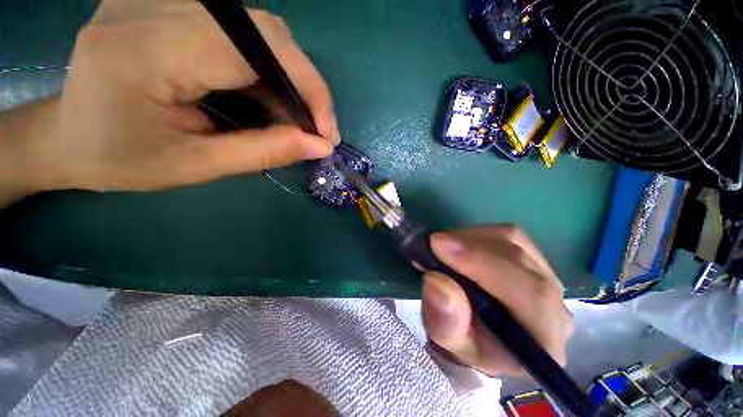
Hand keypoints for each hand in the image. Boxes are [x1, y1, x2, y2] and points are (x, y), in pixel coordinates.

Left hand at [4, 1, 337, 194]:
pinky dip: (266, 67)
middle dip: (304, 85)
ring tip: (290, 118)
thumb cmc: (121, 160)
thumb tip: (319, 146)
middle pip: (265, 32)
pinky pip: (240, 29)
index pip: (257, 50)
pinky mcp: (165, 2)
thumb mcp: (197, 166)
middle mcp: (151, 8)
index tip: (327, 132)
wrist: (67, 136)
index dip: (308, 88)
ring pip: (258, 28)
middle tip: (313, 128)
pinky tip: (265, 96)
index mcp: (146, 53)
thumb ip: (263, 152)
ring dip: (287, 78)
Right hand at [421, 225, 573, 375]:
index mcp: (543, 338)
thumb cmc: (466, 345)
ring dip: (472, 238)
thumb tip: (436, 281)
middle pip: (520, 259)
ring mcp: (548, 278)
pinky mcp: (534, 260)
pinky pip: (508, 236)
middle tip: (434, 243)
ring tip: (444, 246)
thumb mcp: (448, 340)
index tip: (439, 245)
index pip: (529, 293)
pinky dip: (478, 235)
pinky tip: (460, 244)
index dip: (481, 263)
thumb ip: (445, 320)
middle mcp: (556, 305)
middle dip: (470, 246)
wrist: (481, 339)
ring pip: (514, 241)